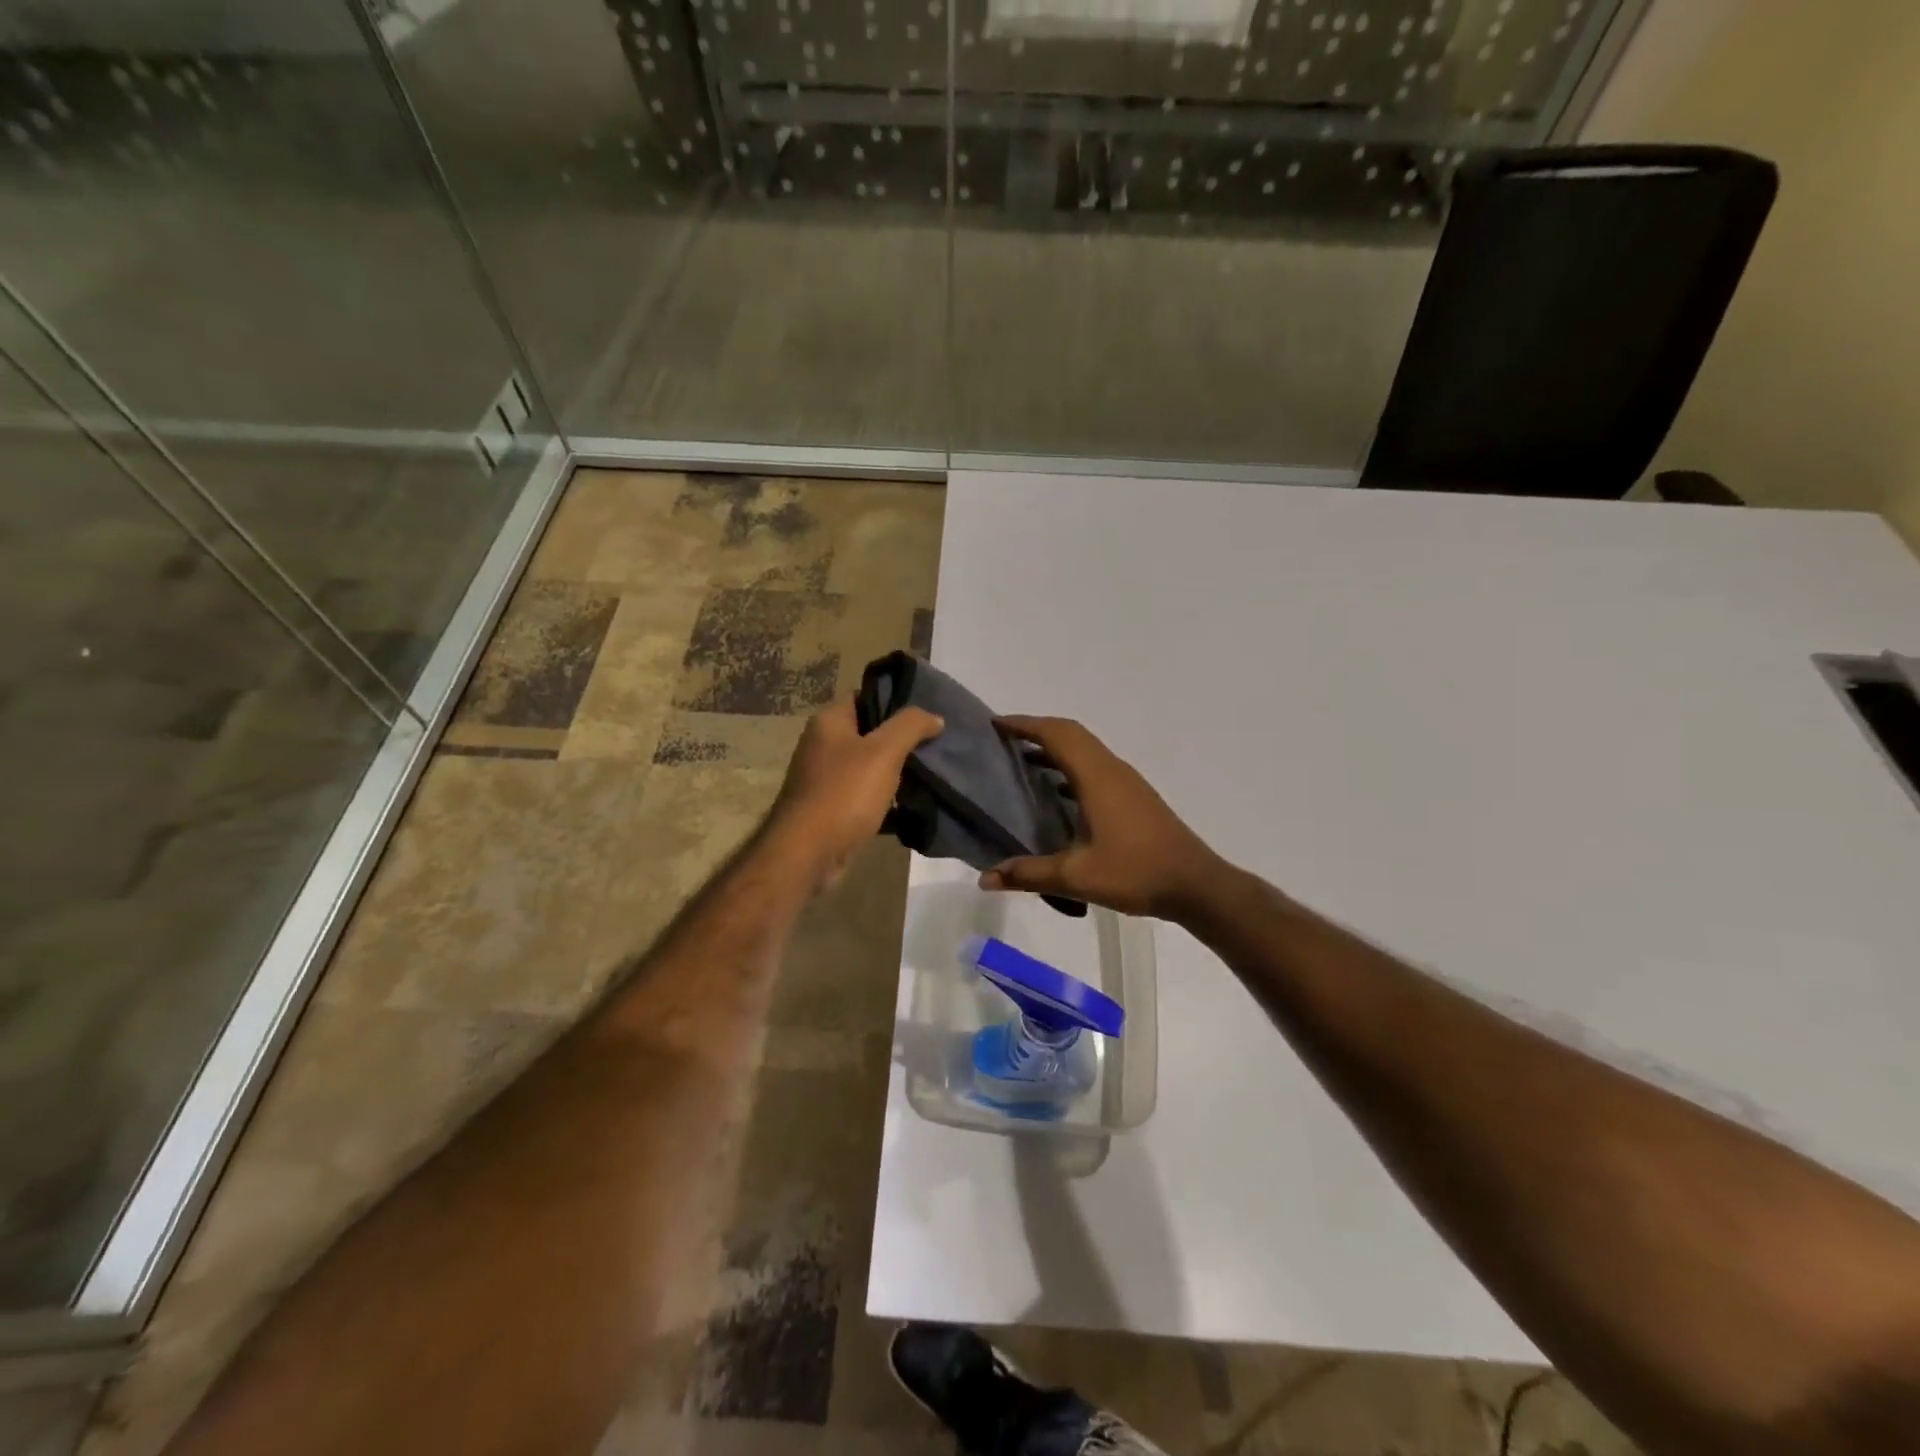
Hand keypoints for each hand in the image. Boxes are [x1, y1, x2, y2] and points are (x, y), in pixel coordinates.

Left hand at [771, 698, 943, 888]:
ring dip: (896, 774)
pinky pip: (865, 798)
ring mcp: (825, 780)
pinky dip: (886, 802)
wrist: (807, 854)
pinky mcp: (831, 810)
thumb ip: (911, 726)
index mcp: (829, 722)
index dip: (897, 702)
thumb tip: (934, 717)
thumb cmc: (844, 794)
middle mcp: (822, 746)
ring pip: (869, 768)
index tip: (928, 714)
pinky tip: (912, 807)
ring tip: (931, 775)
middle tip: (936, 746)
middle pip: (870, 734)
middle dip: (902, 741)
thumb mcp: (884, 752)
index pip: (866, 698)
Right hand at [980, 716, 1222, 921]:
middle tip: (1004, 739)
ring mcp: (1127, 782)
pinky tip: (1057, 792)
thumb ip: (1028, 874)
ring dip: (1055, 747)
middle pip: (1071, 734)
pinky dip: (1071, 766)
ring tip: (1023, 759)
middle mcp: (1112, 770)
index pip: (1056, 735)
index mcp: (1096, 777)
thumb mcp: (1076, 877)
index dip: (1025, 725)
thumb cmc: (1135, 873)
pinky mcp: (1135, 796)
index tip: (995, 723)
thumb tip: (986, 878)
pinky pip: (1096, 766)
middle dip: (1037, 730)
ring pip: (1086, 749)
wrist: (1195, 885)